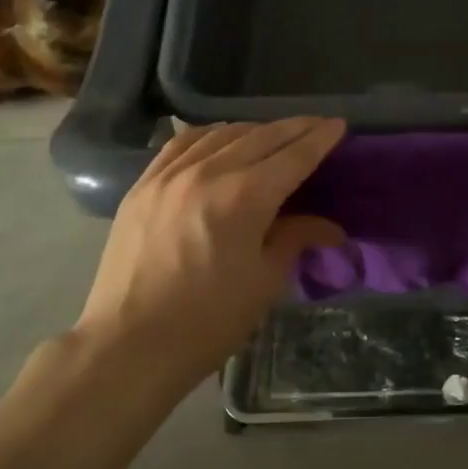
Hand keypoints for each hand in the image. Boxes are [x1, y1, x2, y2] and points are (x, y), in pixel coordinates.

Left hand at [71, 118, 345, 386]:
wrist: (129, 344)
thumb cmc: (207, 320)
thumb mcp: (264, 282)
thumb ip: (295, 239)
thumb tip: (330, 227)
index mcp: (244, 196)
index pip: (292, 156)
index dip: (319, 139)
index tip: (339, 124)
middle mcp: (206, 172)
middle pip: (260, 136)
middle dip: (293, 128)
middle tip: (316, 125)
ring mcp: (168, 175)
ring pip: (220, 134)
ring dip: (254, 130)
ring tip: (273, 135)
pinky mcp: (142, 185)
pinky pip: (180, 144)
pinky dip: (209, 135)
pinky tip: (219, 140)